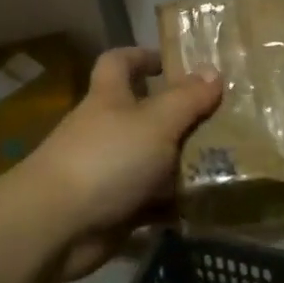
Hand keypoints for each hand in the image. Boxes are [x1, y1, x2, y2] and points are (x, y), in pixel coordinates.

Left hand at [21, 47, 222, 280]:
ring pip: (152, 159)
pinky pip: (151, 200)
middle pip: (143, 114)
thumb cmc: (107, 160)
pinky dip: (173, 202)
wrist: (56, 226)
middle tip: (222, 118)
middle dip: (179, 116)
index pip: (119, 63)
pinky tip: (205, 202)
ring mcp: (108, 171)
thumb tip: (213, 70)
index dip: (142, 56)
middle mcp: (106, 130)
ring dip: (182, 161)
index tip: (173, 62)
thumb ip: (187, 99)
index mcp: (109, 99)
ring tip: (227, 161)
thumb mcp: (156, 123)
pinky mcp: (114, 208)